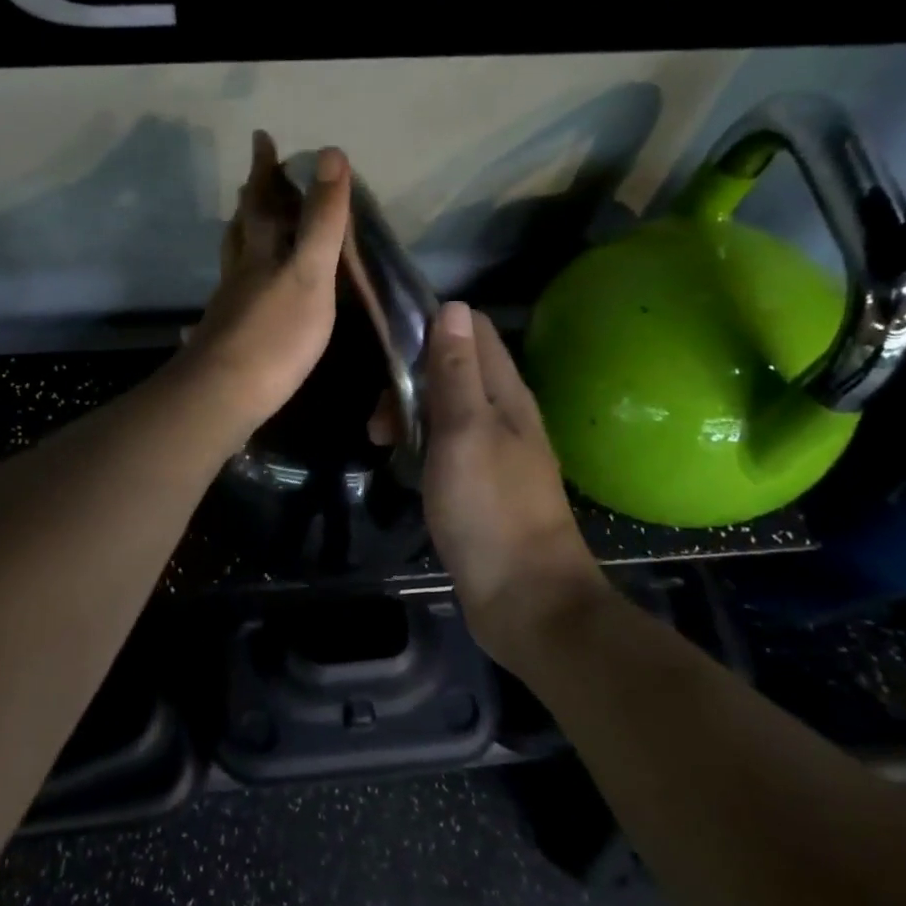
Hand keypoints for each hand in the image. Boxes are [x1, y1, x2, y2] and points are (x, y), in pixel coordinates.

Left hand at [182, 131, 352, 432]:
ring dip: (242, 238)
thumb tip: (330, 154)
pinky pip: (236, 293)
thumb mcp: (309, 273)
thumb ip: (322, 220)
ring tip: (248, 229)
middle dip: (251, 200)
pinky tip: (246, 295)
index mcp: (260, 252)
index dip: (264, 169)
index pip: (261, 200)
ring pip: (234, 260)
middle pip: (242, 227)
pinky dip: (243, 280)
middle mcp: (239, 272)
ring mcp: (229, 305)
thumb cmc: (275, 334)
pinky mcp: (227, 336)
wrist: (223, 395)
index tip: (261, 138)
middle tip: (254, 181)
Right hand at [414, 302, 607, 667]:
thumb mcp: (464, 432)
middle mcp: (504, 413)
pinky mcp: (482, 483)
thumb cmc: (490, 509)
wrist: (526, 599)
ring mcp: (494, 450)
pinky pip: (446, 443)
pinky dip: (420, 443)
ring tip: (380, 442)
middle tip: (380, 419)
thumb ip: (456, 372)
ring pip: (446, 407)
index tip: (388, 351)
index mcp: (506, 393)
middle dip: (410, 379)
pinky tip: (401, 464)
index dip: (430, 327)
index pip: (472, 330)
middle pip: (453, 368)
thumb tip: (452, 306)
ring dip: (410, 413)